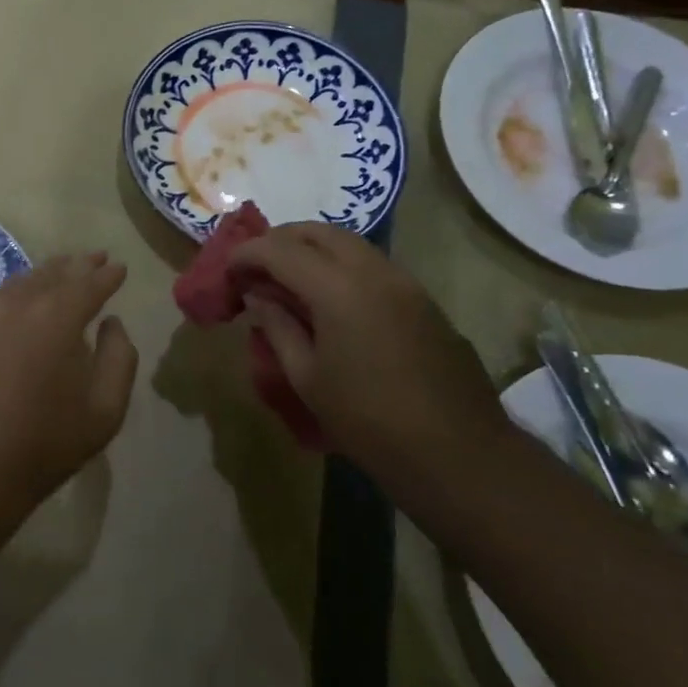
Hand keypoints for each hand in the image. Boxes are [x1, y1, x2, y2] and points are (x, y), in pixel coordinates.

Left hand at [0, 252, 138, 515]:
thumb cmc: (44, 443)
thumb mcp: (104, 410)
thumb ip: (119, 357)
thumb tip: (112, 323)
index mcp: (56, 316)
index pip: (89, 282)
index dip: (108, 274)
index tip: (119, 267)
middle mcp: (16, 303)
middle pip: (52, 273)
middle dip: (77, 265)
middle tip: (94, 259)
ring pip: (19, 284)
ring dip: (44, 277)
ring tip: (59, 275)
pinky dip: (12, 299)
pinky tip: (17, 309)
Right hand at [229, 225, 506, 502]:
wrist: (460, 455)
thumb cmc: (370, 422)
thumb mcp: (308, 378)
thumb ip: (278, 326)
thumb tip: (258, 296)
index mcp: (337, 287)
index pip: (278, 249)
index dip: (246, 255)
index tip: (227, 273)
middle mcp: (372, 270)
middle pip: (316, 231)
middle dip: (279, 241)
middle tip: (256, 268)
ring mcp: (404, 281)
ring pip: (348, 242)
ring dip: (312, 249)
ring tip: (289, 280)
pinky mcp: (422, 298)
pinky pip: (372, 263)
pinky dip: (341, 265)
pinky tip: (331, 299)